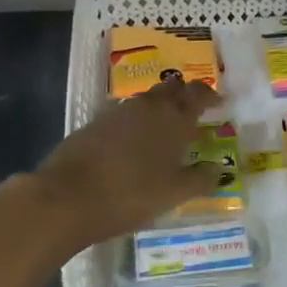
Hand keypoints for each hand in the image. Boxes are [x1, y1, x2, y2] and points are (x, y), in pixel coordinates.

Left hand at [31, 79, 221, 244]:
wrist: (67, 197)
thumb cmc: (131, 193)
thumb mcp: (174, 194)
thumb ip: (200, 180)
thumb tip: (218, 170)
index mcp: (173, 118)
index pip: (198, 94)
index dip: (210, 96)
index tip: (219, 102)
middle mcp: (148, 107)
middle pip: (172, 89)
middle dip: (185, 94)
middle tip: (194, 109)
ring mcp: (118, 112)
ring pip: (147, 100)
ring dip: (160, 107)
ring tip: (166, 127)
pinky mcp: (95, 124)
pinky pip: (125, 114)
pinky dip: (136, 121)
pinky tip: (134, 142)